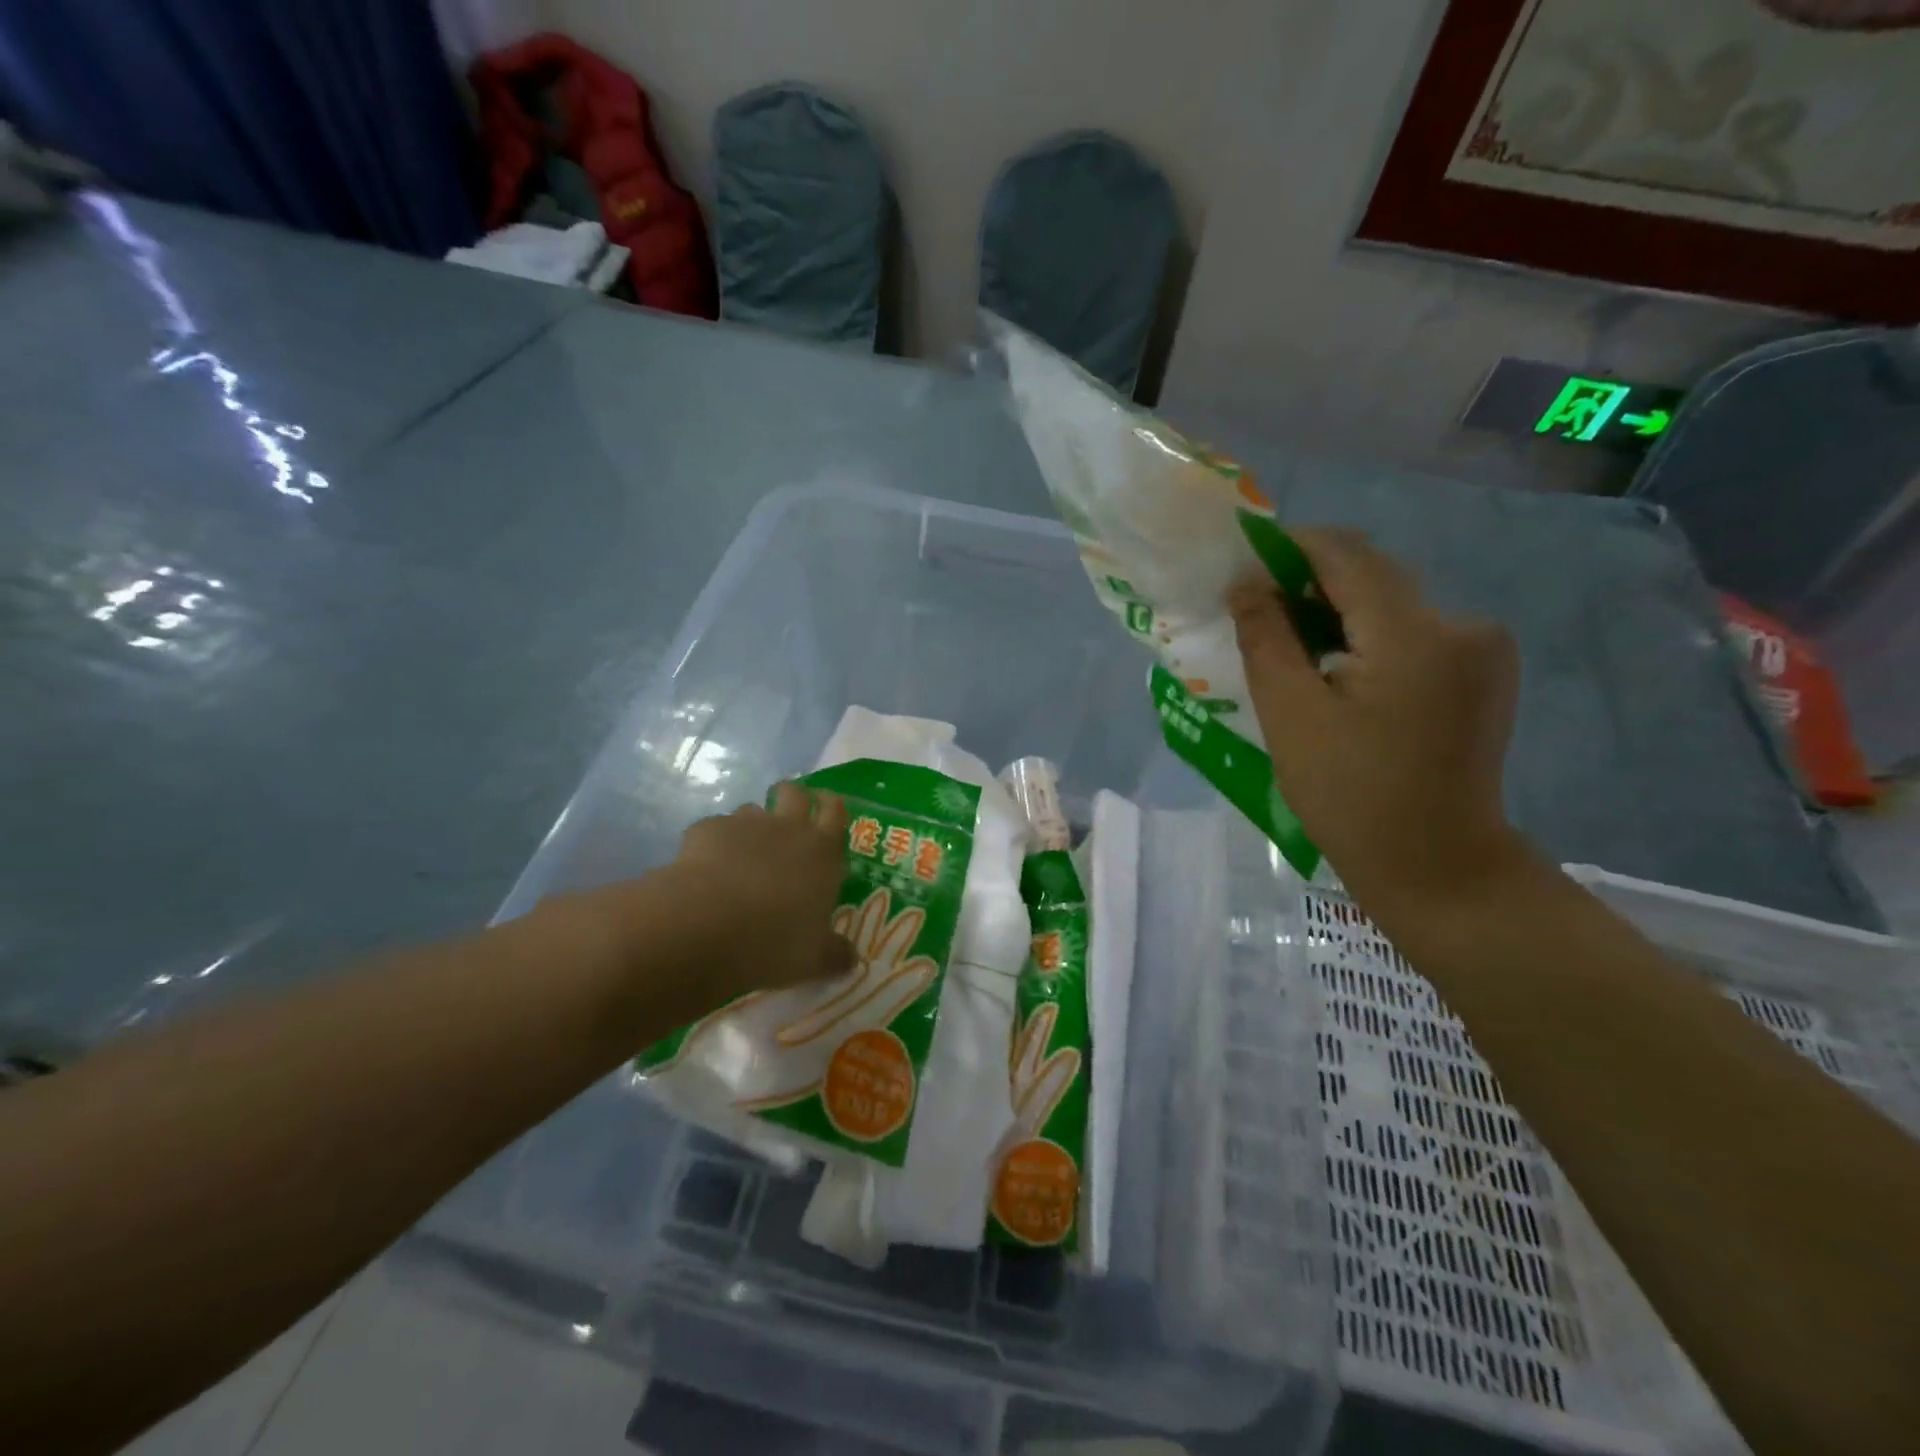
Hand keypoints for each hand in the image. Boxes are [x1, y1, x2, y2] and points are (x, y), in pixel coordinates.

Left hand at [658, 783, 858, 1003]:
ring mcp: (745, 826)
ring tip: (744, 853)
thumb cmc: (774, 940)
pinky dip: (713, 844)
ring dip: (752, 825)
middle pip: (794, 793)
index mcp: (822, 852)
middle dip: (793, 797)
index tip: (826, 808)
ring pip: (752, 810)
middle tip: (787, 817)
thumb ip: (836, 955)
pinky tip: (705, 870)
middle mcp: (787, 829)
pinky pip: (715, 829)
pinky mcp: (706, 831)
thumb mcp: (815, 959)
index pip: (835, 811)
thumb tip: (852, 960)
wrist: (707, 925)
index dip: (831, 805)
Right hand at [1229, 528, 1528, 924]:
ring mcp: (1482, 647)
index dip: (1288, 548)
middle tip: (1257, 614)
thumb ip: (1266, 637)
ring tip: (1291, 647)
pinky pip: (1414, 630)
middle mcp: (1461, 624)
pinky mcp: (1483, 671)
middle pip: (1373, 574)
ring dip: (1338, 611)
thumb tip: (1245, 583)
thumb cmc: (1350, 795)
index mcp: (1414, 634)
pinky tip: (1340, 672)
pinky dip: (1369, 636)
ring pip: (1392, 602)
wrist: (1435, 864)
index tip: (1242, 569)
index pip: (1345, 554)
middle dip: (1309, 583)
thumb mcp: (1290, 714)